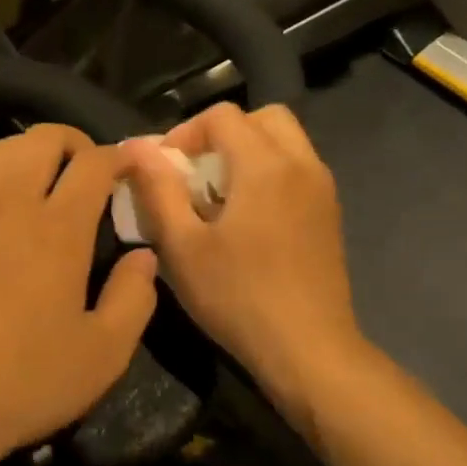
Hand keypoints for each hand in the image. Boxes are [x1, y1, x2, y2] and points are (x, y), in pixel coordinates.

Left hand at [0, 126, 158, 465]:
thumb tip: (143, 255)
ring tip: (43, 175)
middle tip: (88, 167)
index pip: (92, 164)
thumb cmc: (25, 383)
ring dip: (27, 151)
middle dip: (72, 140)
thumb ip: (134, 297)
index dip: (116, 156)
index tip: (128, 169)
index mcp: (58, 230)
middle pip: (40, 140)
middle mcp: (10, 207)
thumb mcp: (104, 354)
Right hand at [120, 103, 362, 416]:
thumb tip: (137, 147)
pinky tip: (246, 219)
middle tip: (194, 171)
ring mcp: (323, 189)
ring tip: (217, 195)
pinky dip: (269, 173)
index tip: (164, 169)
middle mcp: (302, 164)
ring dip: (247, 152)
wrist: (309, 350)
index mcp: (265, 165)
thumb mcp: (182, 246)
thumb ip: (158, 189)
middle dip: (222, 133)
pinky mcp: (329, 214)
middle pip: (262, 118)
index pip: (222, 115)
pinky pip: (297, 169)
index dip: (185, 132)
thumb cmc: (237, 297)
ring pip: (285, 142)